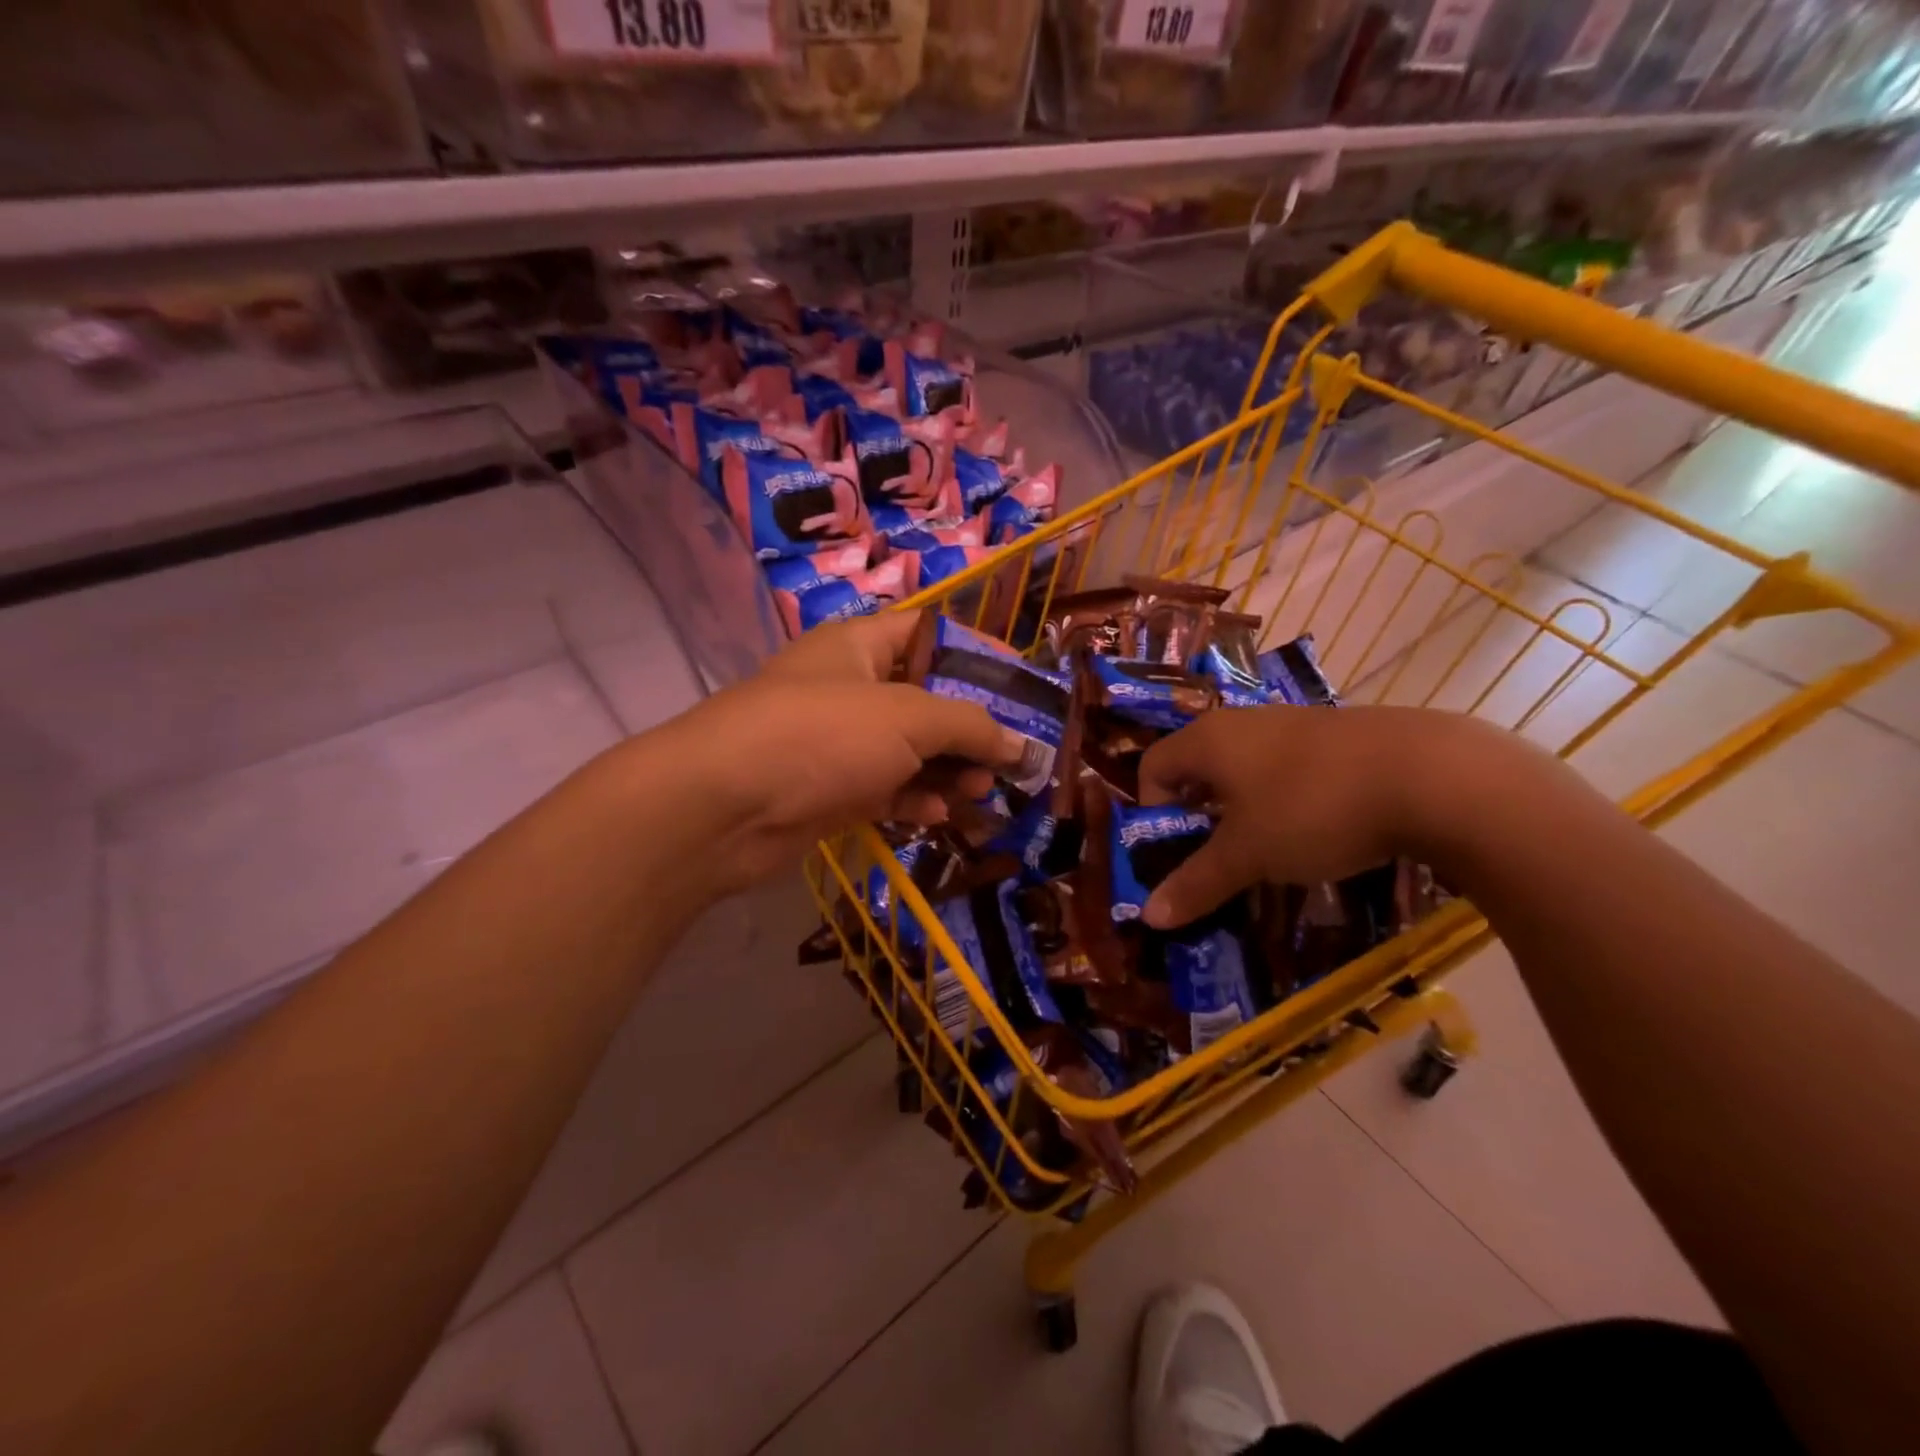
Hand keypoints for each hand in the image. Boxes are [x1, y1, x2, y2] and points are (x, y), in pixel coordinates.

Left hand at [661, 612, 1025, 889]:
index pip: (930, 634)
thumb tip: (1018, 744)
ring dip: (947, 770)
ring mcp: (836, 742)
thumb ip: (970, 725)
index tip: (1022, 685)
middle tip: (1008, 757)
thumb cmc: (822, 736)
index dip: (979, 654)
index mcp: (860, 646)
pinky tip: (937, 815)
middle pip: (925, 699)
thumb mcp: (908, 718)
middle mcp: (849, 687)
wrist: (723, 808)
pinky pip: (884, 789)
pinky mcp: (828, 790)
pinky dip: (912, 799)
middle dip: (969, 727)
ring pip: (907, 750)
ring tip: (980, 791)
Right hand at [1135, 704, 1516, 928]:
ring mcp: (1293, 723)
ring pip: (1245, 768)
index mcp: (1207, 740)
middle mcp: (1242, 722)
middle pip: (1197, 767)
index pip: (1152, 766)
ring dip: (1243, 810)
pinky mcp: (1336, 735)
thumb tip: (1148, 917)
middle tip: (1218, 858)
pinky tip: (1317, 829)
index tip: (1178, 851)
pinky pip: (1287, 767)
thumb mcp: (1248, 855)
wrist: (1430, 775)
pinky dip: (1284, 799)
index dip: (1152, 811)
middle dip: (1199, 816)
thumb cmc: (1312, 809)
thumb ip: (1196, 883)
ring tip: (1269, 850)